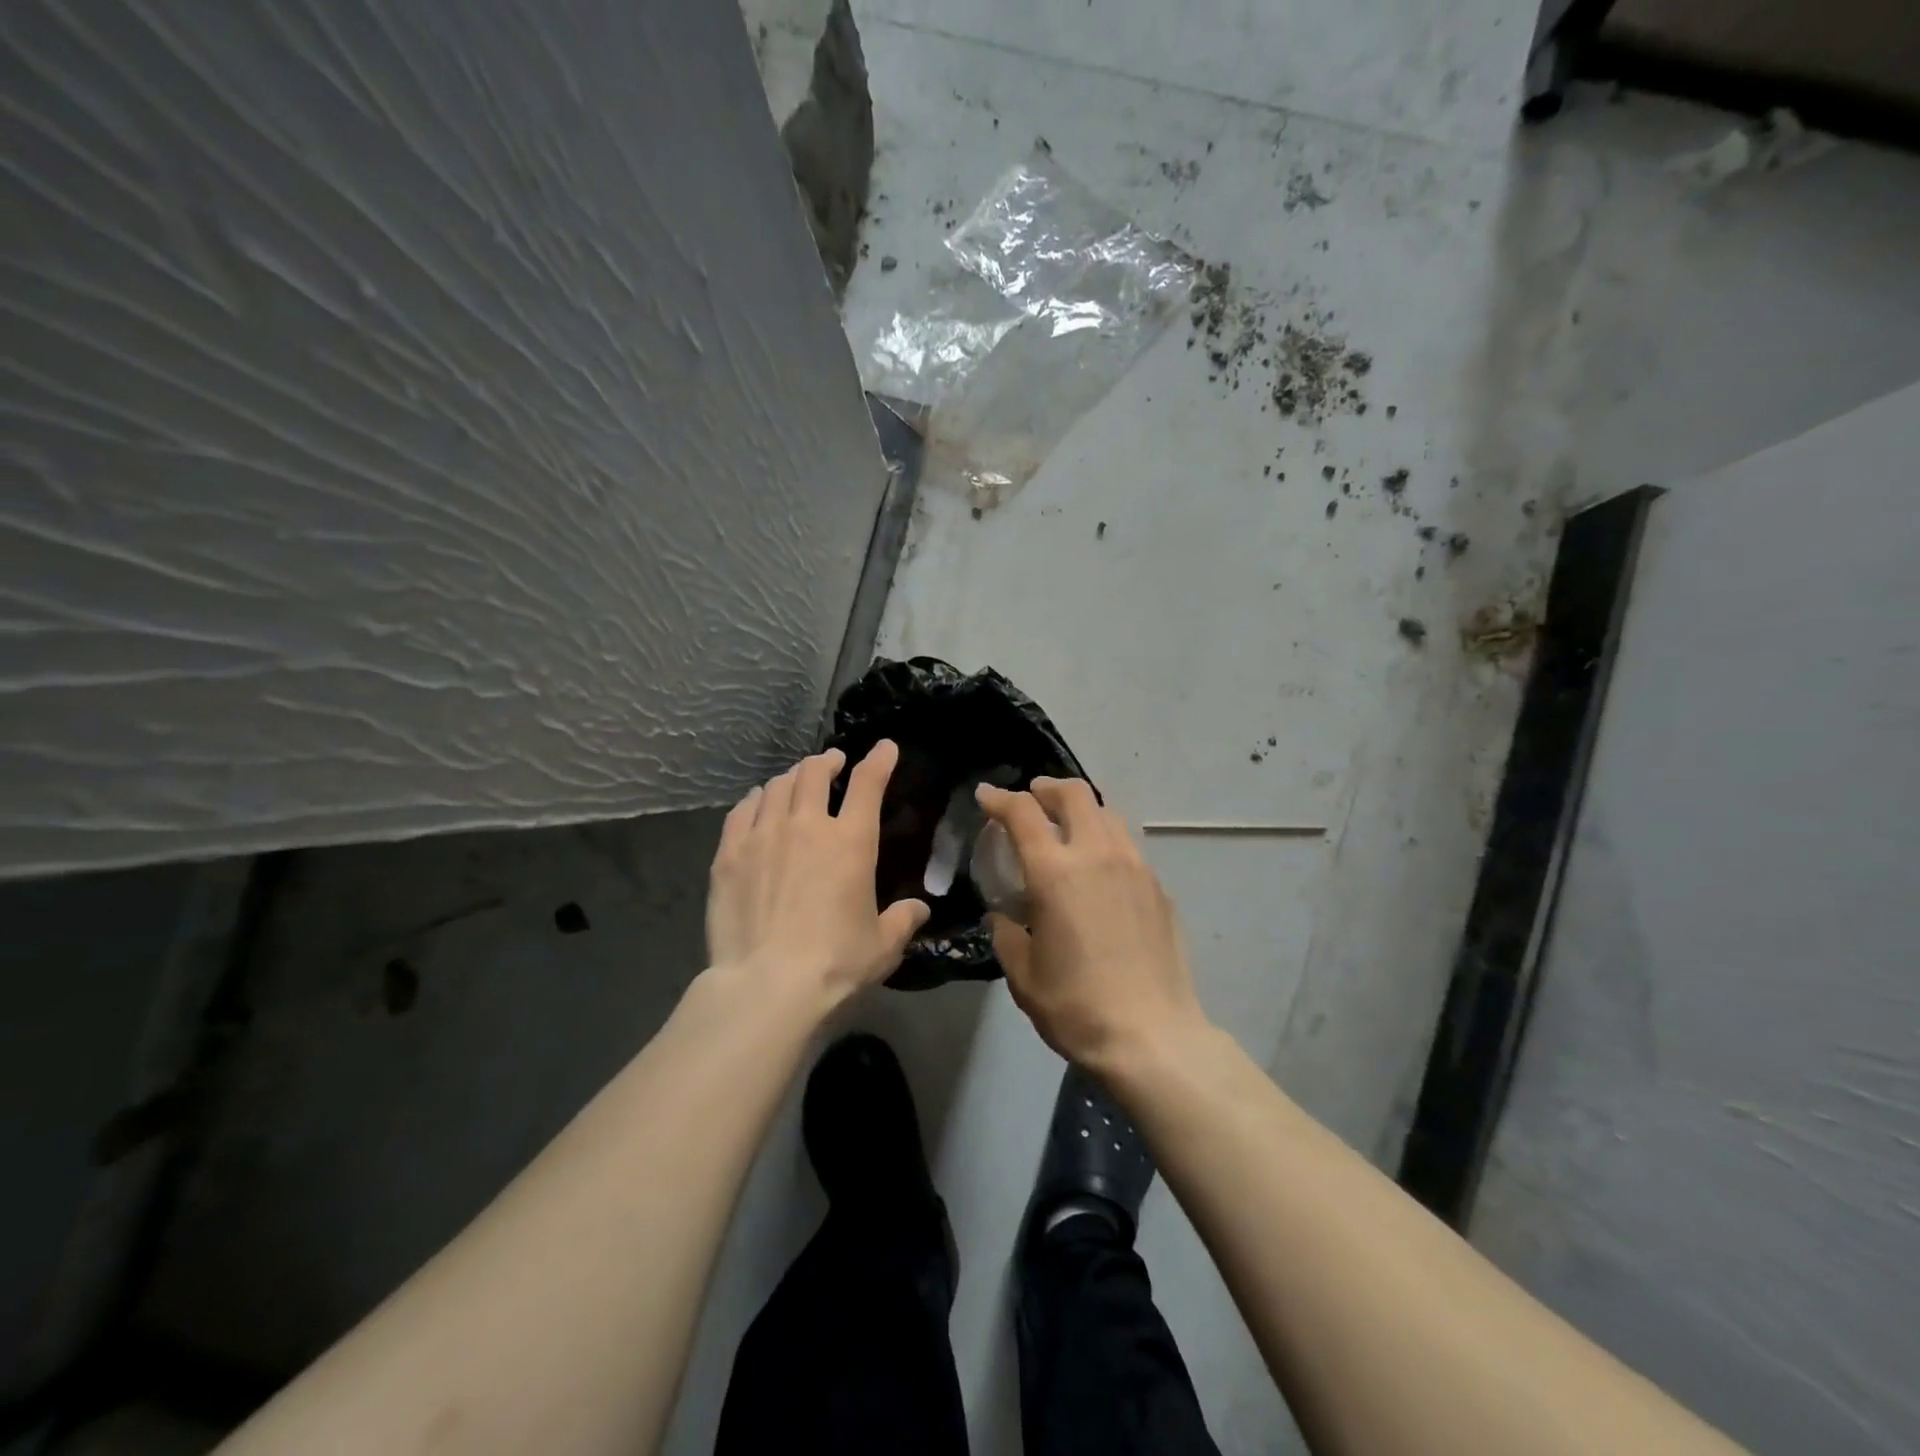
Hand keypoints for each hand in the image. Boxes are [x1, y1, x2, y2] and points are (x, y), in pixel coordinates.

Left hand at [706, 740, 929, 1014]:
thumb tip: (919, 909)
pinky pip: (742, 810)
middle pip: (814, 772)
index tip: (884, 748)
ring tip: (795, 782)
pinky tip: (757, 802)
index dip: (879, 759)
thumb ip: (902, 920)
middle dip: (827, 761)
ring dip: (791, 777)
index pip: (868, 784)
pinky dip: (755, 799)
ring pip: (776, 786)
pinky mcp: (729, 854)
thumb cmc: (835, 963)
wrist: (767, 985)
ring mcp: (763, 836)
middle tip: (832, 763)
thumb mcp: (882, 945)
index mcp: (851, 841)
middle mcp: (807, 825)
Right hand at [975, 778, 1209, 1069]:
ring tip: (1067, 829)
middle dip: (1046, 788)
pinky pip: (1128, 847)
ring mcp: (1135, 868)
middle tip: (1031, 798)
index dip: (999, 798)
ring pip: (1108, 814)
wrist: (1152, 1036)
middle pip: (1074, 794)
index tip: (985, 796)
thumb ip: (1007, 933)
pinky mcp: (1159, 888)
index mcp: (1056, 871)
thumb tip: (1005, 916)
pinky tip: (1099, 872)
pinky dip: (1105, 842)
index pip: (1022, 812)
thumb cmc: (1076, 1006)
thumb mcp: (1023, 974)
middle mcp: (1097, 855)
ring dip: (1081, 810)